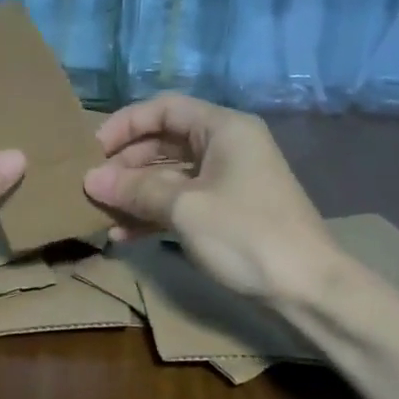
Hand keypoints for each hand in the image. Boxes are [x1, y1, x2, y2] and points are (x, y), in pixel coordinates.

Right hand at [83, 94, 333, 303]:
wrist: (308, 289)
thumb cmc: (246, 235)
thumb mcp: (184, 208)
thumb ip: (135, 189)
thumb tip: (90, 179)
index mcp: (223, 128)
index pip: (164, 109)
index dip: (125, 124)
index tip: (93, 149)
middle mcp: (226, 146)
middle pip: (164, 142)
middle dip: (126, 164)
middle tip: (92, 186)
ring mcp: (227, 181)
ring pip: (170, 175)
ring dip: (135, 193)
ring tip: (101, 213)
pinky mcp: (227, 212)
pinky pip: (181, 202)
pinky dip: (154, 214)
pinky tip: (123, 234)